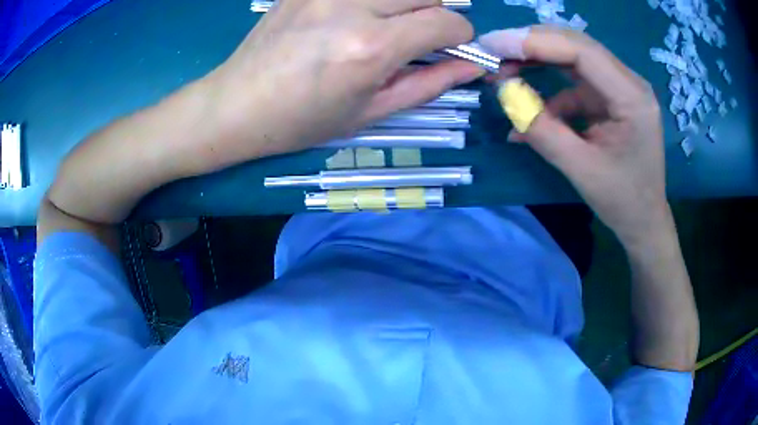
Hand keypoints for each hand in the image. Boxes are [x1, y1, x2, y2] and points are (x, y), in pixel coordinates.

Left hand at [203, 0, 482, 160]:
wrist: (236, 105)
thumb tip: (473, 66)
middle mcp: (352, 6)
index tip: (453, 48)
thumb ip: (430, 84)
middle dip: (437, 14)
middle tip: (418, 37)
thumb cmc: (302, 121)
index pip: (448, 21)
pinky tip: (355, 16)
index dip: (462, 36)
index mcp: (371, 47)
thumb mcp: (371, 112)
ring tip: (387, 25)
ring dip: (407, 2)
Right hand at [479, 26, 671, 247]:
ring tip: (504, 76)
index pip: (581, 51)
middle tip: (493, 52)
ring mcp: (620, 88)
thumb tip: (505, 94)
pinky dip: (550, 95)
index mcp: (632, 97)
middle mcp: (629, 82)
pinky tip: (532, 114)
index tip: (494, 45)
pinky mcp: (611, 99)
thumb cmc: (622, 201)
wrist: (643, 221)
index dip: (535, 42)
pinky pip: (575, 85)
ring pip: (573, 59)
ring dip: (538, 64)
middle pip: (576, 46)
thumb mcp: (580, 170)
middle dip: (532, 46)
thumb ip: (543, 129)